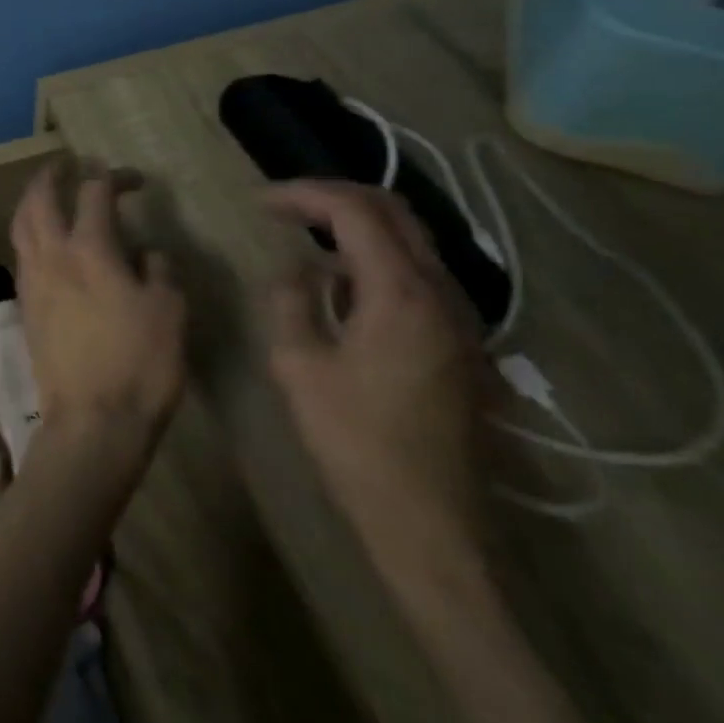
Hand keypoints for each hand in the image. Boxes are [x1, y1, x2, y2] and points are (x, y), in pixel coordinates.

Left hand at [9, 160, 185, 471]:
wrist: (91, 424)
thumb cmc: (139, 365)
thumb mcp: (170, 313)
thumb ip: (158, 271)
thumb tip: (146, 252)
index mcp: (89, 249)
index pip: (95, 192)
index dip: (114, 176)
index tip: (134, 179)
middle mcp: (52, 254)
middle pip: (39, 197)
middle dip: (52, 174)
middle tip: (68, 164)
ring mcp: (32, 279)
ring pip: (21, 223)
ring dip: (32, 199)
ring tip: (47, 193)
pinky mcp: (24, 305)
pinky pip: (20, 252)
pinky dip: (28, 231)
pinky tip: (43, 242)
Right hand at [262, 180, 487, 572]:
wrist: (433, 528)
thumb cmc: (356, 444)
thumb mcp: (298, 366)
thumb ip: (290, 302)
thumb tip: (295, 272)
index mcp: (399, 293)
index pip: (353, 211)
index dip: (302, 194)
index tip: (260, 201)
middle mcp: (441, 293)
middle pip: (393, 211)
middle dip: (334, 197)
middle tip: (286, 206)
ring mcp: (461, 319)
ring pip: (412, 241)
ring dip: (358, 226)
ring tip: (307, 237)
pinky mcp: (464, 345)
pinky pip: (420, 275)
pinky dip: (378, 259)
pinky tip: (343, 287)